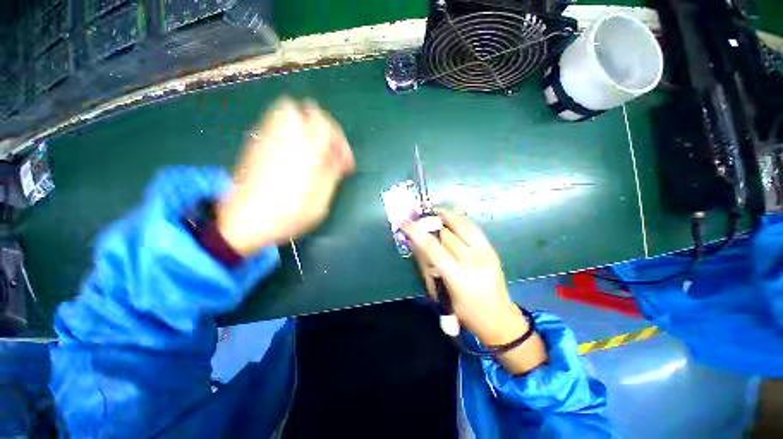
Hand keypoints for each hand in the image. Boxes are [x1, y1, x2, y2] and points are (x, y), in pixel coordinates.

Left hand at [218, 97, 354, 255]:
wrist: (243, 222)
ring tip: (313, 149)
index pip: (327, 125)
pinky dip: (291, 130)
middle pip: (308, 110)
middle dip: (324, 127)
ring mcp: (268, 137)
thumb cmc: (288, 215)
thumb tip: (338, 159)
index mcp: (306, 152)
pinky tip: (295, 153)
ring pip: (289, 111)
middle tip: (329, 150)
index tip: (344, 164)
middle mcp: (287, 137)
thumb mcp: (320, 202)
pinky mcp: (256, 143)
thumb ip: (332, 175)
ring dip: (307, 126)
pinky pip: (276, 123)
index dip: (341, 142)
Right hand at [402, 209, 546, 373]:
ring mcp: (485, 254)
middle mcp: (472, 262)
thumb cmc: (463, 312)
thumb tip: (415, 243)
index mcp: (457, 277)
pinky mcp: (492, 250)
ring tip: (435, 211)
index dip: (417, 233)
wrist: (498, 317)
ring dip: (446, 216)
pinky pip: (474, 229)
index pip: (433, 248)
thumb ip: (427, 266)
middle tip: (418, 219)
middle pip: (447, 235)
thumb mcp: (439, 293)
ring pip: (462, 226)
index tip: (405, 224)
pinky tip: (452, 216)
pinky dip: (461, 220)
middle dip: (430, 224)